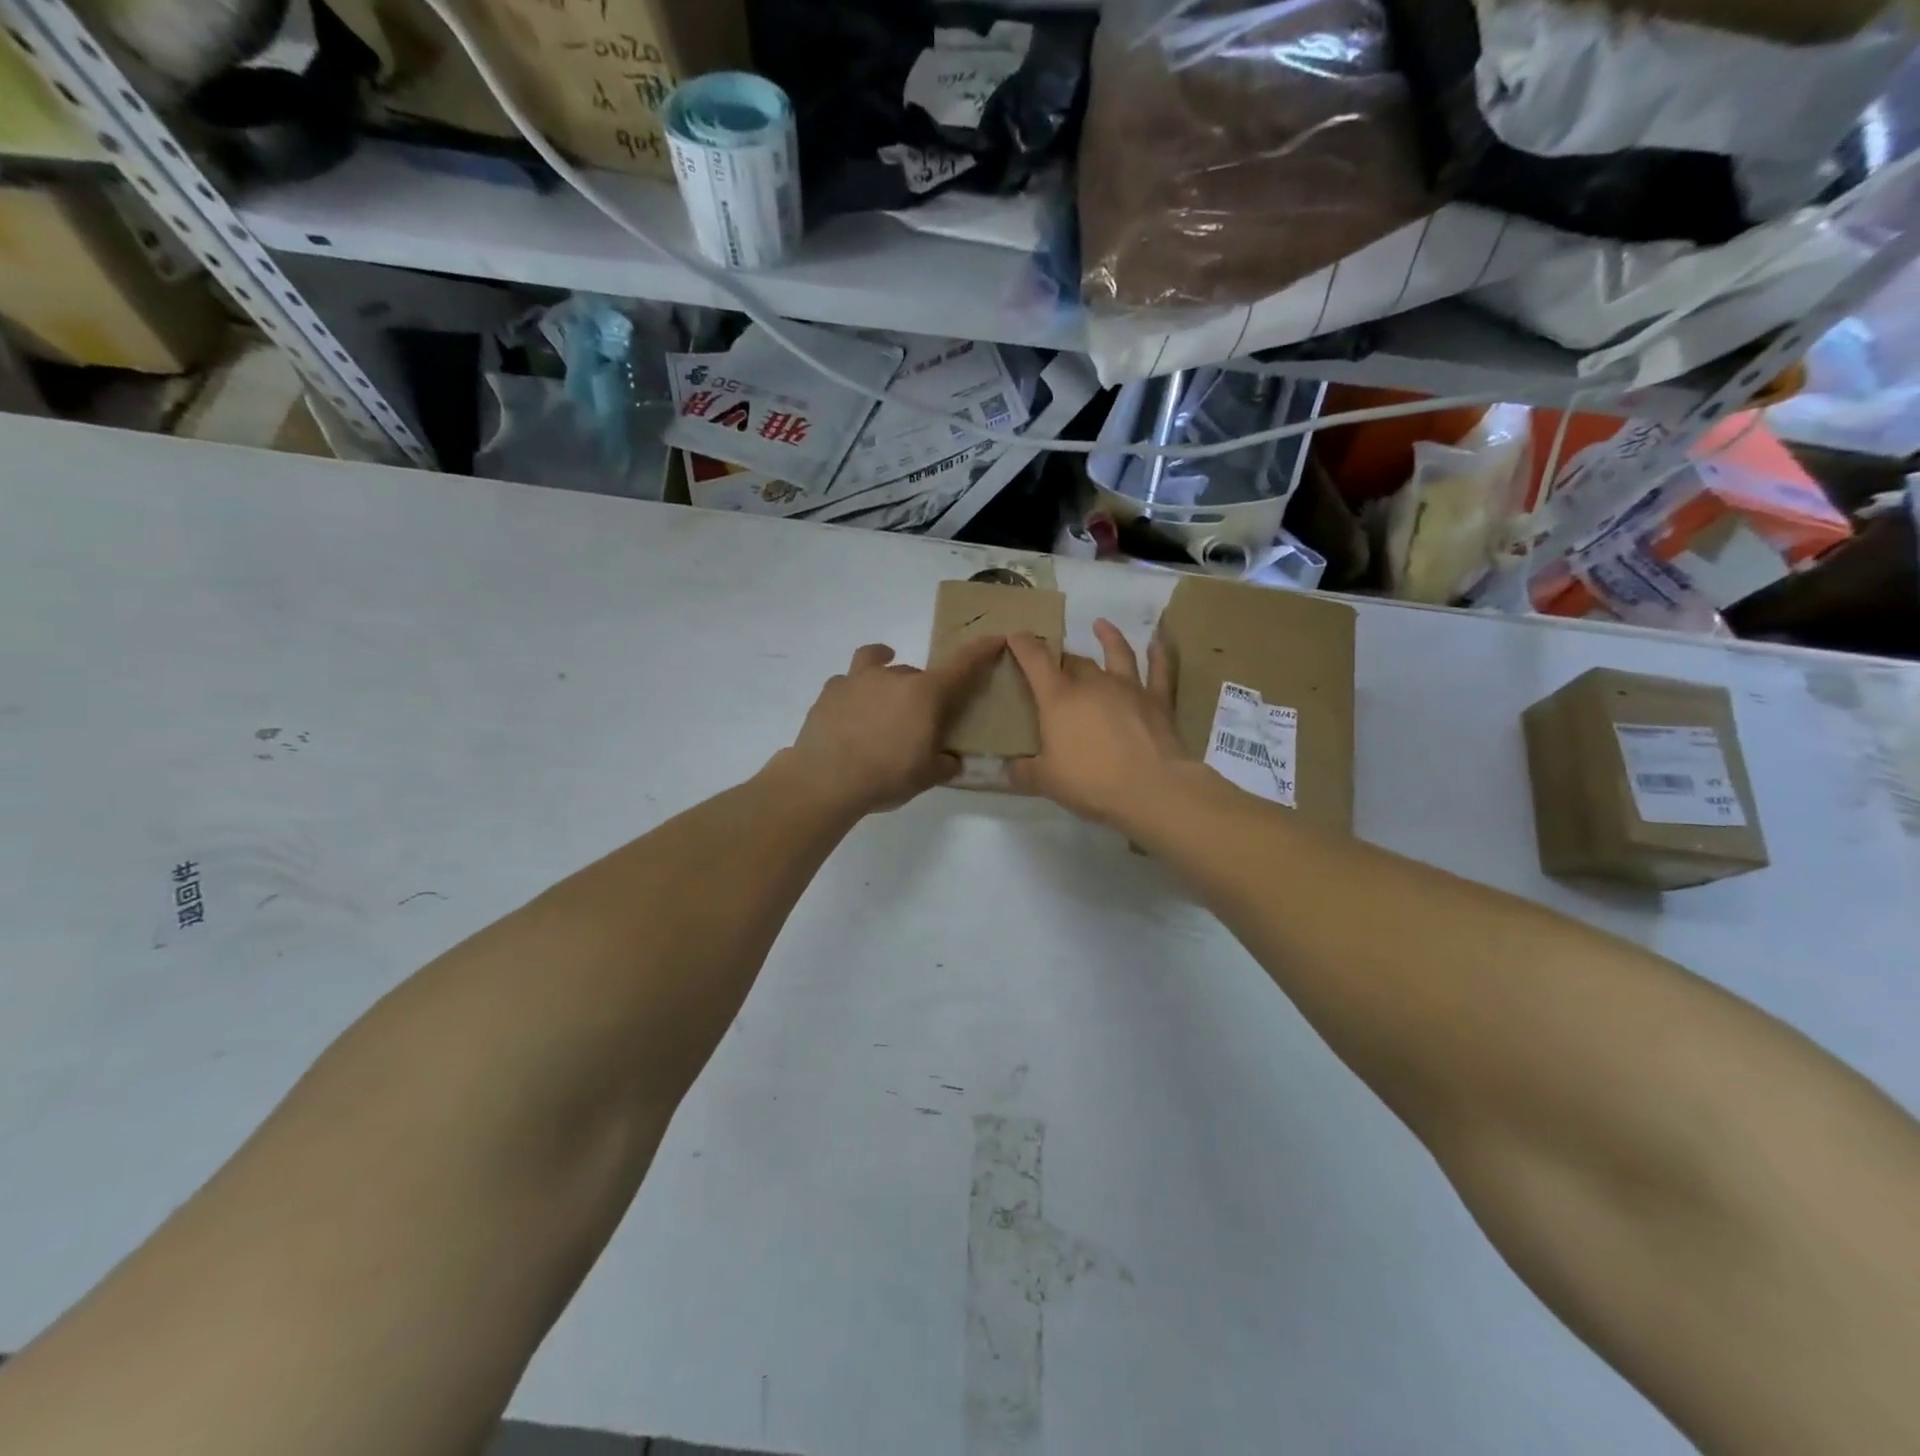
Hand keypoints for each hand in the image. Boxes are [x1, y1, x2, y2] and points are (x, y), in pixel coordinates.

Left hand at [782, 637, 1004, 814]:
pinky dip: (853, 690)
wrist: (825, 779)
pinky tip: (851, 709)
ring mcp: (856, 681)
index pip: (960, 665)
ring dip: (883, 666)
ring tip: (882, 687)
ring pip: (874, 661)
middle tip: (918, 719)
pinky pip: (846, 682)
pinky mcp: (828, 692)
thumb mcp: (926, 777)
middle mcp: (892, 677)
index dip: (979, 651)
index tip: (993, 638)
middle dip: (921, 690)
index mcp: (924, 694)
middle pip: (915, 672)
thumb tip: (952, 760)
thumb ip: (943, 764)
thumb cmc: (886, 776)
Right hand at [1007, 619, 1182, 824]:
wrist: (1150, 789)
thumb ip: (1022, 772)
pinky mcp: (1157, 700)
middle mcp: (1092, 683)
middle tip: (1054, 663)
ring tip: (1100, 625)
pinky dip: (1159, 654)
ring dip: (1108, 638)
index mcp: (1059, 698)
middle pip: (1074, 660)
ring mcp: (1128, 687)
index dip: (1023, 644)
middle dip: (1061, 658)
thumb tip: (1005, 770)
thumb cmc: (1090, 782)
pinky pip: (1159, 670)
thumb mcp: (1045, 781)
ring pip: (1116, 654)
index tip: (1015, 635)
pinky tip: (1157, 641)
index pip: (1036, 660)